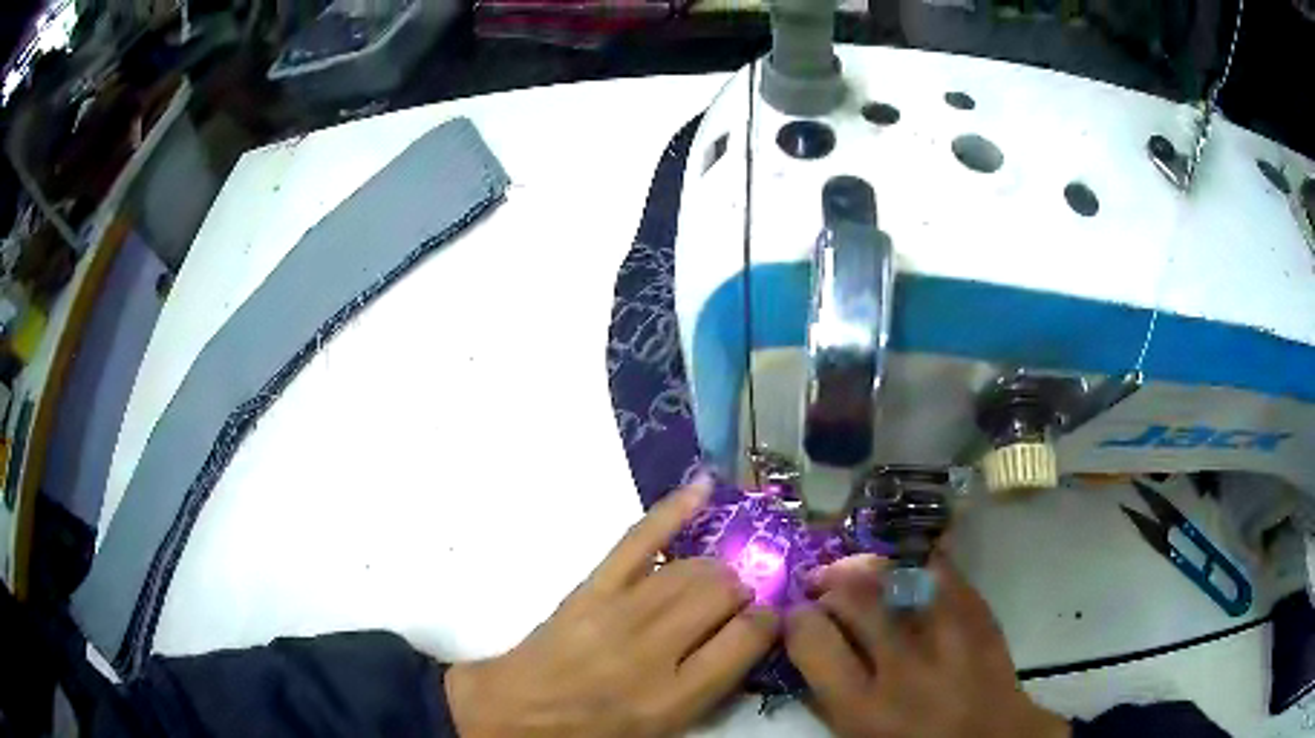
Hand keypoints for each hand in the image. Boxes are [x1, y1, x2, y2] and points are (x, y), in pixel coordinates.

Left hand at [445, 479, 777, 736]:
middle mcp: (656, 649)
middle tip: (736, 601)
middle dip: (741, 590)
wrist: (518, 713)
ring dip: (714, 568)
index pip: (749, 637)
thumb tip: (747, 636)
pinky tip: (703, 488)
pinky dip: (672, 511)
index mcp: (677, 696)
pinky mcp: (592, 587)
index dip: (768, 621)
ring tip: (713, 579)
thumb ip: (711, 685)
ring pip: (692, 567)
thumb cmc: (595, 730)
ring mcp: (621, 611)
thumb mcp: (663, 728)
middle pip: (723, 592)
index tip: (768, 619)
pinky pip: (638, 540)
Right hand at [785, 555, 1069, 737]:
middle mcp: (905, 666)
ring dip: (869, 566)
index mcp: (864, 707)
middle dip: (830, 581)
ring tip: (859, 570)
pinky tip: (906, 569)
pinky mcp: (980, 614)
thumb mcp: (856, 734)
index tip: (798, 615)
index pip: (813, 640)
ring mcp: (950, 635)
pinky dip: (917, 564)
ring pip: (899, 574)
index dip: (798, 619)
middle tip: (823, 583)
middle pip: (855, 597)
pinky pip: (942, 571)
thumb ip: (826, 692)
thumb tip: (806, 640)